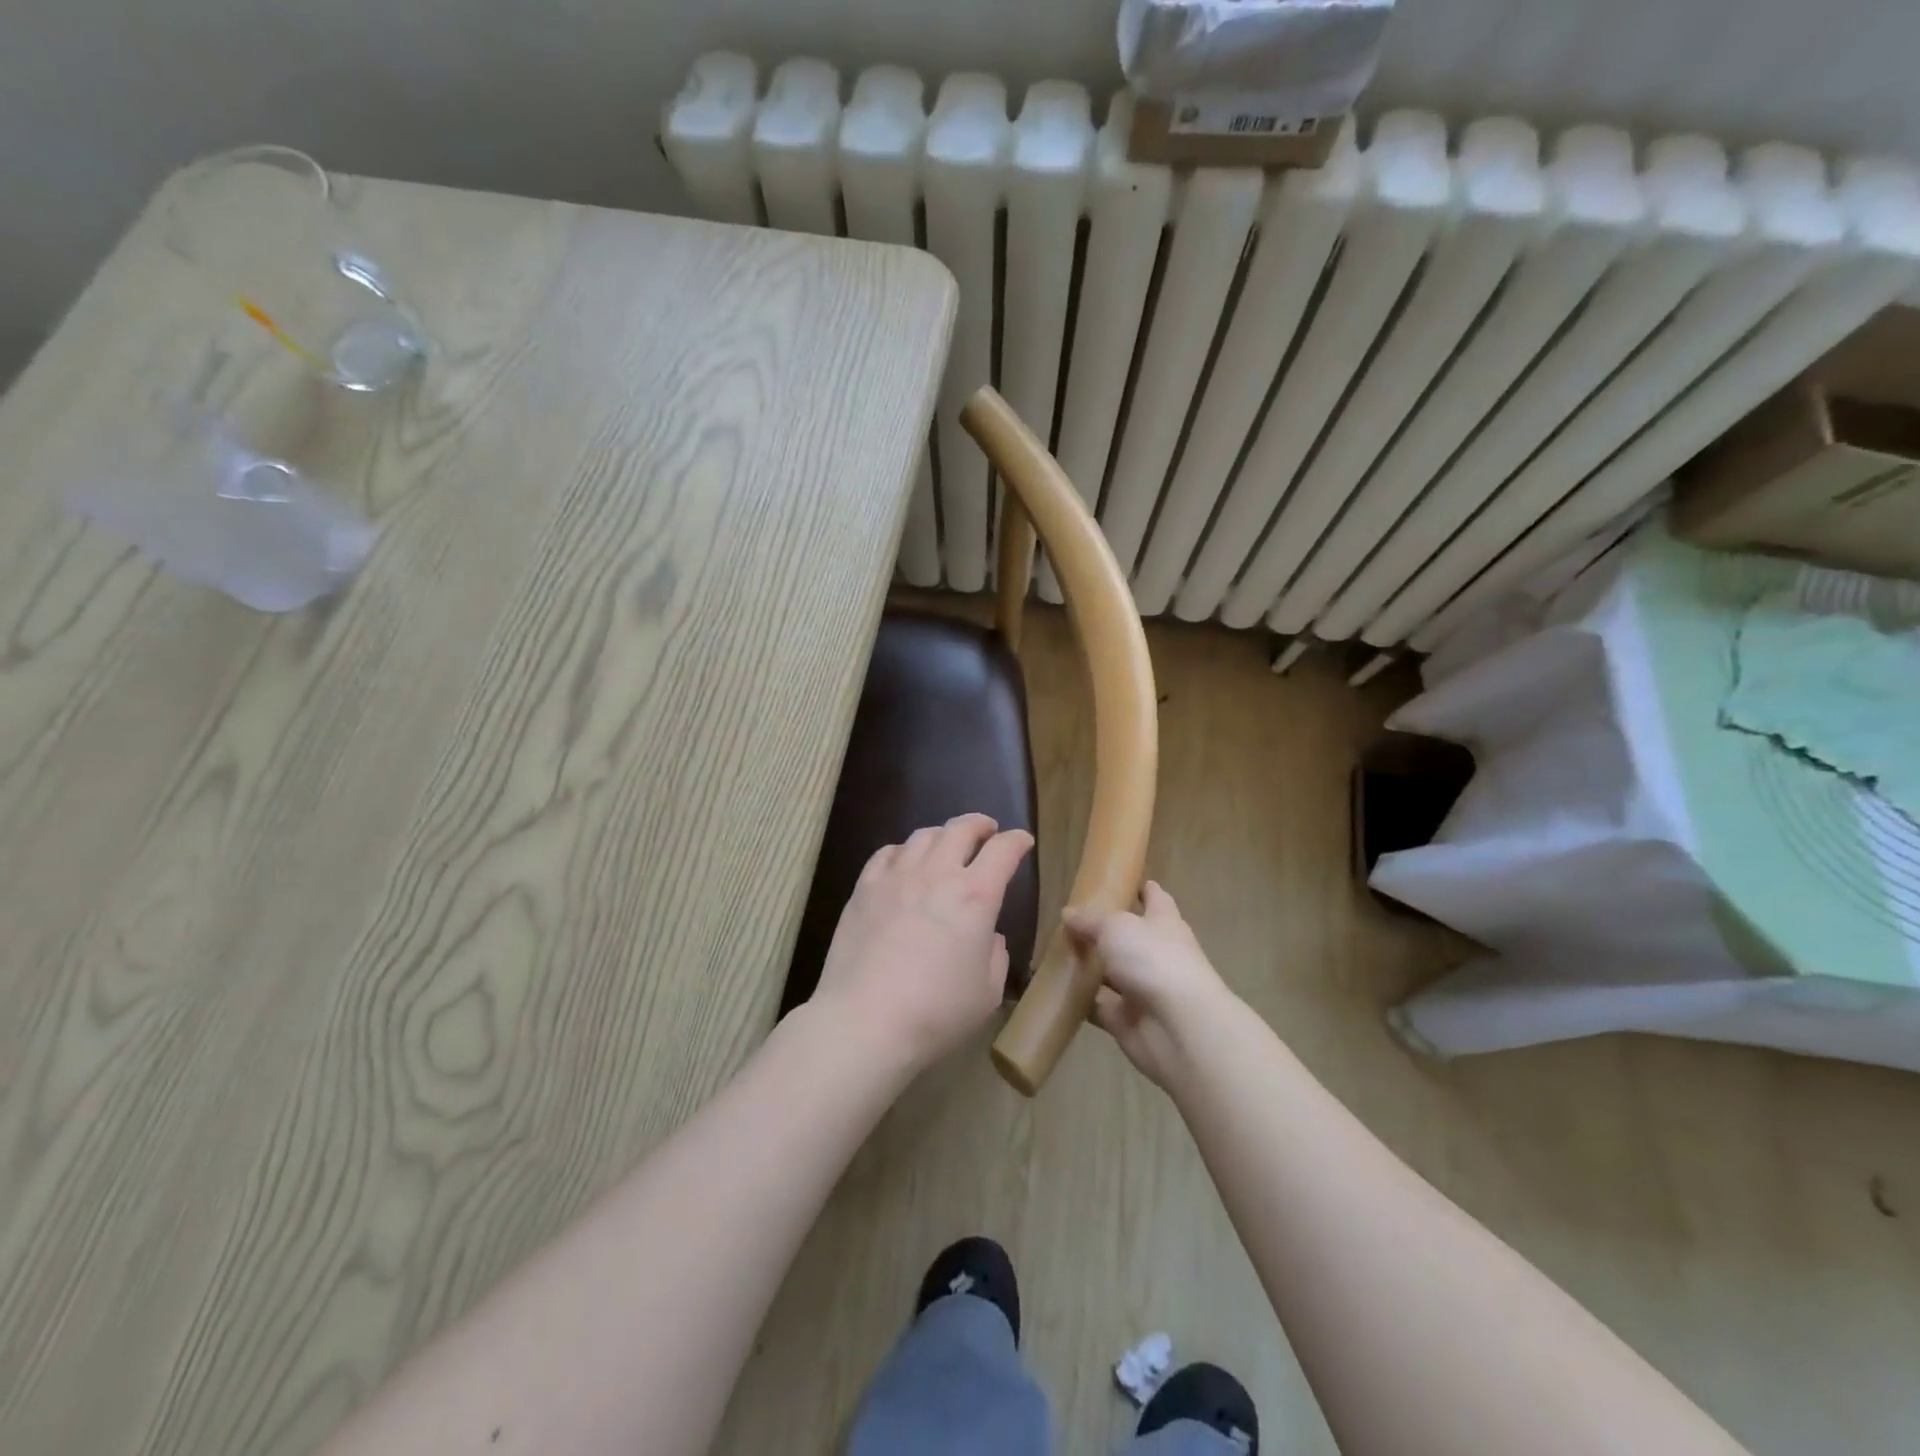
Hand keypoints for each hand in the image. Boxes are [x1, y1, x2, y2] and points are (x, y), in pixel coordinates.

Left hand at [811, 814, 1034, 1073]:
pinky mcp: (864, 888)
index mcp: (976, 896)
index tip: (1023, 841)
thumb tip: (989, 936)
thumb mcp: (986, 993)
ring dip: (943, 834)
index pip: (1003, 851)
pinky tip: (905, 861)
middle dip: (980, 825)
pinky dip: (904, 850)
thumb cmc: (936, 1012)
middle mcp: (938, 874)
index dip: (1017, 841)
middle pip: (961, 829)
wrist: (865, 1020)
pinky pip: (887, 853)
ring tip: (947, 844)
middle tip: (987, 830)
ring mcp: (897, 877)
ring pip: (923, 835)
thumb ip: (995, 956)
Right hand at [1067, 882, 1237, 1090]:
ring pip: (1111, 974)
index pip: (1155, 898)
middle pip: (1129, 938)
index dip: (1142, 889)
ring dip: (1089, 968)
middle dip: (1104, 932)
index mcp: (1164, 923)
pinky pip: (1099, 1006)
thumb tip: (1068, 913)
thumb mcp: (1116, 927)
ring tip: (1055, 955)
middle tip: (1069, 922)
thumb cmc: (1154, 961)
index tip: (1122, 881)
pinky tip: (1057, 991)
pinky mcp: (1128, 1020)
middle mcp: (1156, 954)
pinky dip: (1081, 1001)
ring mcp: (1143, 989)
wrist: (1179, 1028)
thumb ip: (1090, 920)